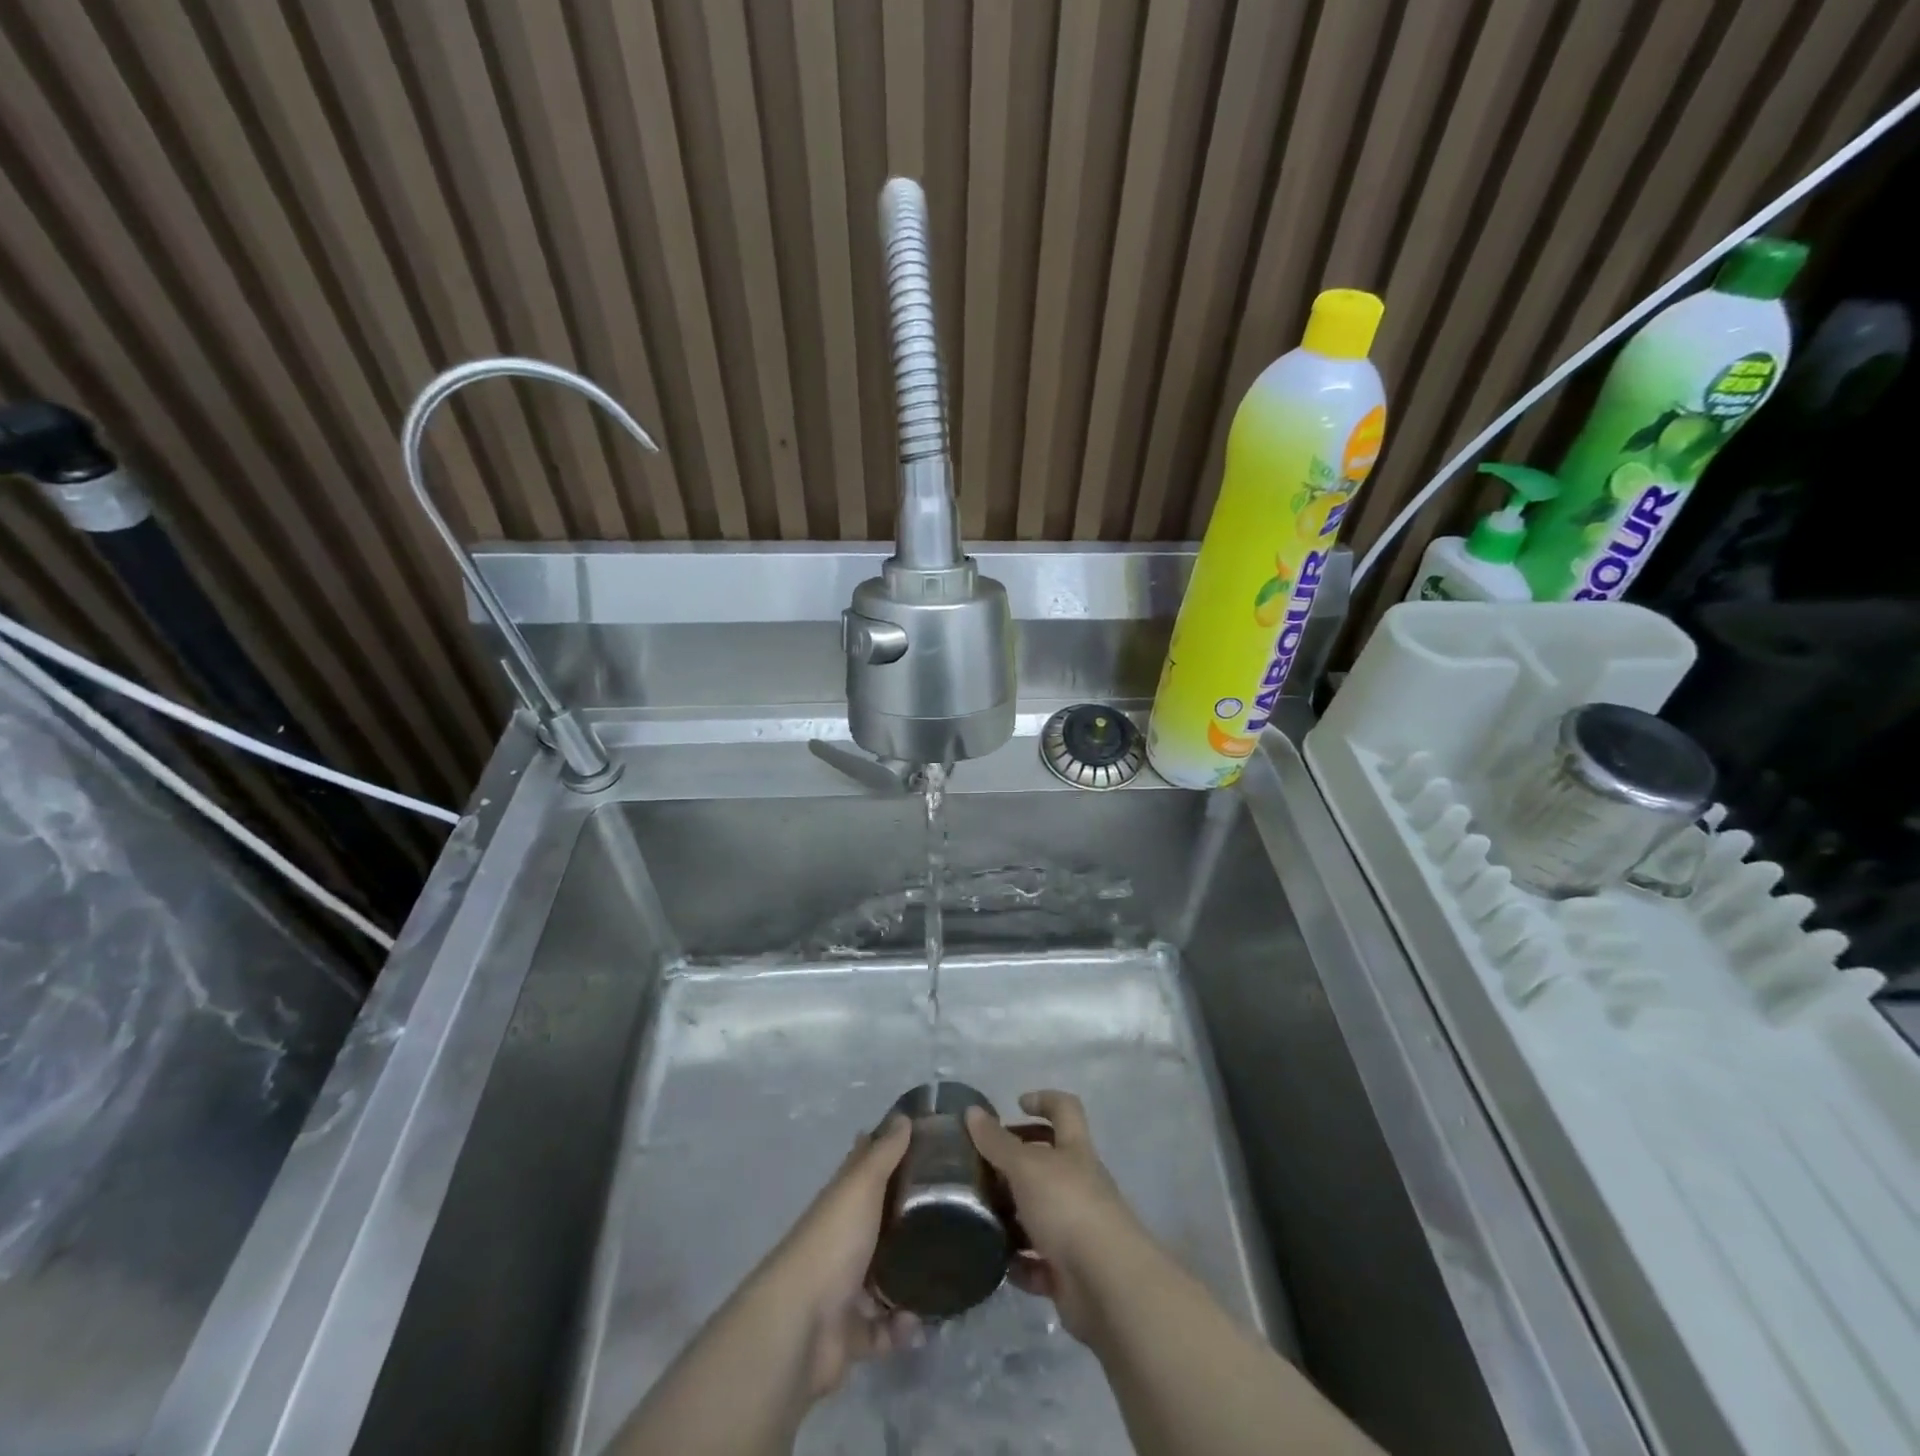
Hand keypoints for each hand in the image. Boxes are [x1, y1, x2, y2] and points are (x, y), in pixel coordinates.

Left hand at [755, 1114, 921, 1397]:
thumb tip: (904, 1115)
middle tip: (952, 1209)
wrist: (801, 1325)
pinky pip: (885, 1328)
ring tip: (946, 1269)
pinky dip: (901, 1327)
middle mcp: (842, 1238)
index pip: (863, 1167)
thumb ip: (883, 1153)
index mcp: (842, 1201)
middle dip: (908, 1218)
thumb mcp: (861, 1186)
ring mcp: (845, 1287)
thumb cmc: (833, 1242)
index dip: (885, 1152)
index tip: (921, 1143)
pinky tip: (919, 1322)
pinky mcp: (852, 1332)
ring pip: (885, 1275)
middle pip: (878, 1221)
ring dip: (911, 1276)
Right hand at [966, 1091, 1154, 1343]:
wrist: (1107, 1284)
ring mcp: (1076, 1229)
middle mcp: (1079, 1184)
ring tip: (977, 1215)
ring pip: (1039, 1213)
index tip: (1016, 1105)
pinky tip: (996, 1262)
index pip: (1064, 1110)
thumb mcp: (1026, 1167)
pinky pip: (1039, 1262)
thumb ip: (997, 1142)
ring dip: (1012, 1215)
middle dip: (1016, 1162)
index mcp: (1074, 1150)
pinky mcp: (1070, 1272)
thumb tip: (972, 1111)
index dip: (1043, 1101)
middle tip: (983, 1166)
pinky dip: (1019, 1262)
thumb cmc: (1067, 1207)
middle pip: (1048, 1162)